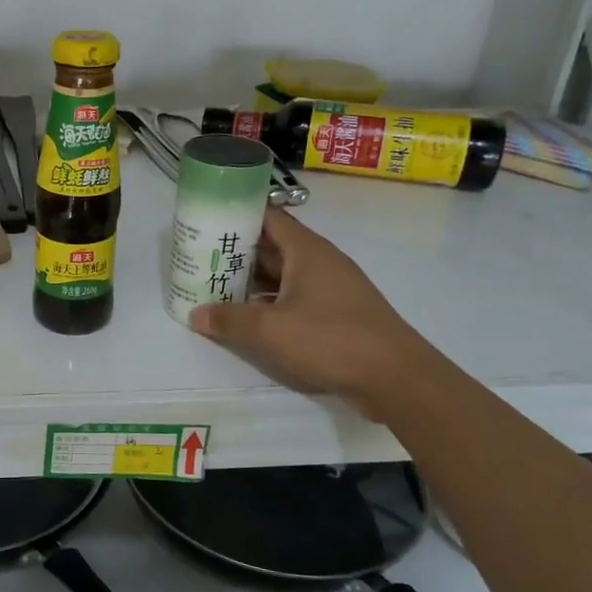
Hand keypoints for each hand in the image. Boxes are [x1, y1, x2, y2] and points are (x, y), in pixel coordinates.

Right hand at [189, 209, 432, 415]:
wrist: (396, 377)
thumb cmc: (331, 339)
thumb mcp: (270, 330)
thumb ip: (229, 319)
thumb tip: (195, 314)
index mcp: (307, 250)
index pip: (268, 217)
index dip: (237, 214)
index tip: (207, 219)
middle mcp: (320, 262)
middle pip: (272, 246)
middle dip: (237, 251)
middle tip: (200, 257)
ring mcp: (331, 289)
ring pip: (283, 275)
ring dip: (252, 281)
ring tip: (214, 287)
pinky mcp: (337, 314)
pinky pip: (295, 298)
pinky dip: (270, 303)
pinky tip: (248, 318)